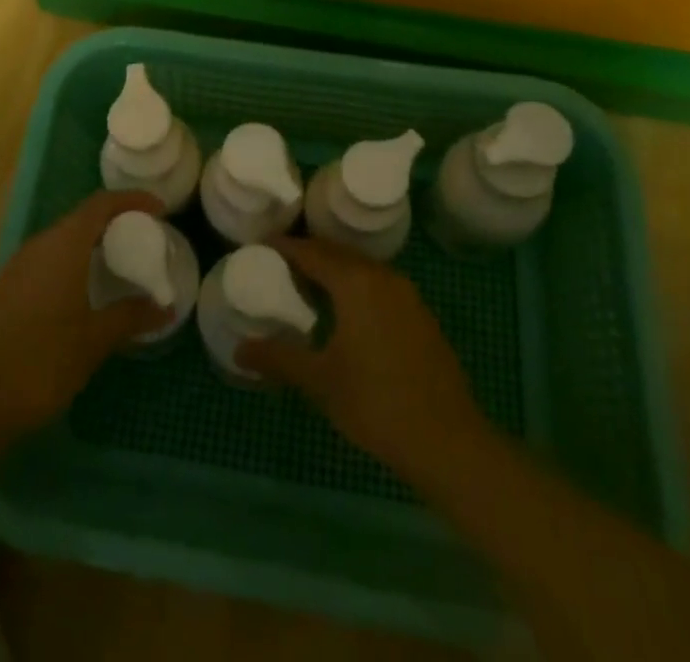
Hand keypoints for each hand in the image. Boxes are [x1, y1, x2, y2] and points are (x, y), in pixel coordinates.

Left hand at [0, 189, 170, 437]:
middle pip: (79, 220)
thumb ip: (130, 317)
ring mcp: (14, 268)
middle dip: (112, 224)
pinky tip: (76, 297)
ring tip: (113, 268)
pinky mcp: (1, 291)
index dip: (131, 201)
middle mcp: (37, 246)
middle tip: (140, 241)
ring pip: (59, 243)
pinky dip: (67, 268)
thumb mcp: (93, 341)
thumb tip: (165, 307)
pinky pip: (43, 265)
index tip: (158, 210)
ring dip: (87, 247)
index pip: (101, 204)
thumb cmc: (40, 361)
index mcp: (63, 246)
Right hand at [238, 238, 487, 481]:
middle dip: (307, 254)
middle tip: (277, 265)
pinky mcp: (420, 315)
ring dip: (333, 270)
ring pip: (360, 268)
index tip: (258, 248)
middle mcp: (382, 277)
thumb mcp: (320, 381)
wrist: (449, 442)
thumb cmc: (377, 404)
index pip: (311, 251)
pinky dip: (355, 286)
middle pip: (336, 253)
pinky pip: (378, 285)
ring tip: (305, 287)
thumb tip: (240, 350)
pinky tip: (344, 312)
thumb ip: (279, 358)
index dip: (283, 247)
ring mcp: (406, 294)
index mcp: (355, 282)